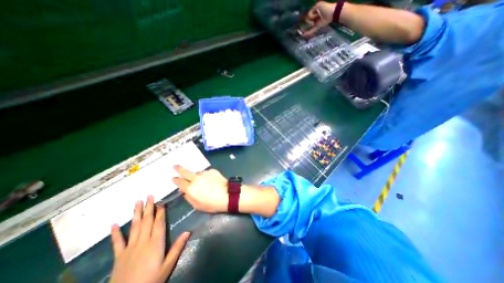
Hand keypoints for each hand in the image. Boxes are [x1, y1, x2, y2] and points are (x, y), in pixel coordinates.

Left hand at [109, 196, 189, 282]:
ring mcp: (130, 248)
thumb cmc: (151, 280)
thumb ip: (177, 247)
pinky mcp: (119, 256)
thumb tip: (188, 231)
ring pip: (134, 227)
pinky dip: (115, 233)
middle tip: (149, 196)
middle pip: (147, 221)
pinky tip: (113, 225)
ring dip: (136, 213)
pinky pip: (117, 242)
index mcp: (156, 243)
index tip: (161, 202)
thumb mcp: (168, 265)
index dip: (160, 212)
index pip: (159, 223)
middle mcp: (143, 241)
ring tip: (137, 202)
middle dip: (149, 207)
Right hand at [173, 165, 228, 212]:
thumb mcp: (197, 205)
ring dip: (197, 176)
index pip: (180, 182)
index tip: (173, 178)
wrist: (227, 195)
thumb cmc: (212, 203)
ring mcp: (204, 173)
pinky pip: (206, 173)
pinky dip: (206, 176)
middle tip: (175, 166)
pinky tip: (211, 181)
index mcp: (191, 188)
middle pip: (185, 172)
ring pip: (197, 173)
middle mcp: (196, 178)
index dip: (176, 180)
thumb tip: (184, 191)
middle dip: (179, 169)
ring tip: (203, 182)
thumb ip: (188, 197)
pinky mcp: (212, 170)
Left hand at [300, 2, 335, 37]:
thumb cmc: (325, 20)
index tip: (300, 29)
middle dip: (309, 22)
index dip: (304, 23)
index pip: (307, 19)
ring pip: (307, 16)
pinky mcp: (316, 6)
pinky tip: (317, 15)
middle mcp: (313, 11)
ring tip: (316, 19)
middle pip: (306, 19)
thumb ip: (310, 31)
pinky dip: (312, 16)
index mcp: (314, 15)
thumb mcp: (316, 27)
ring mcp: (314, 8)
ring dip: (311, 20)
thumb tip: (302, 35)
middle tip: (314, 23)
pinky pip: (310, 13)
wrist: (332, 14)